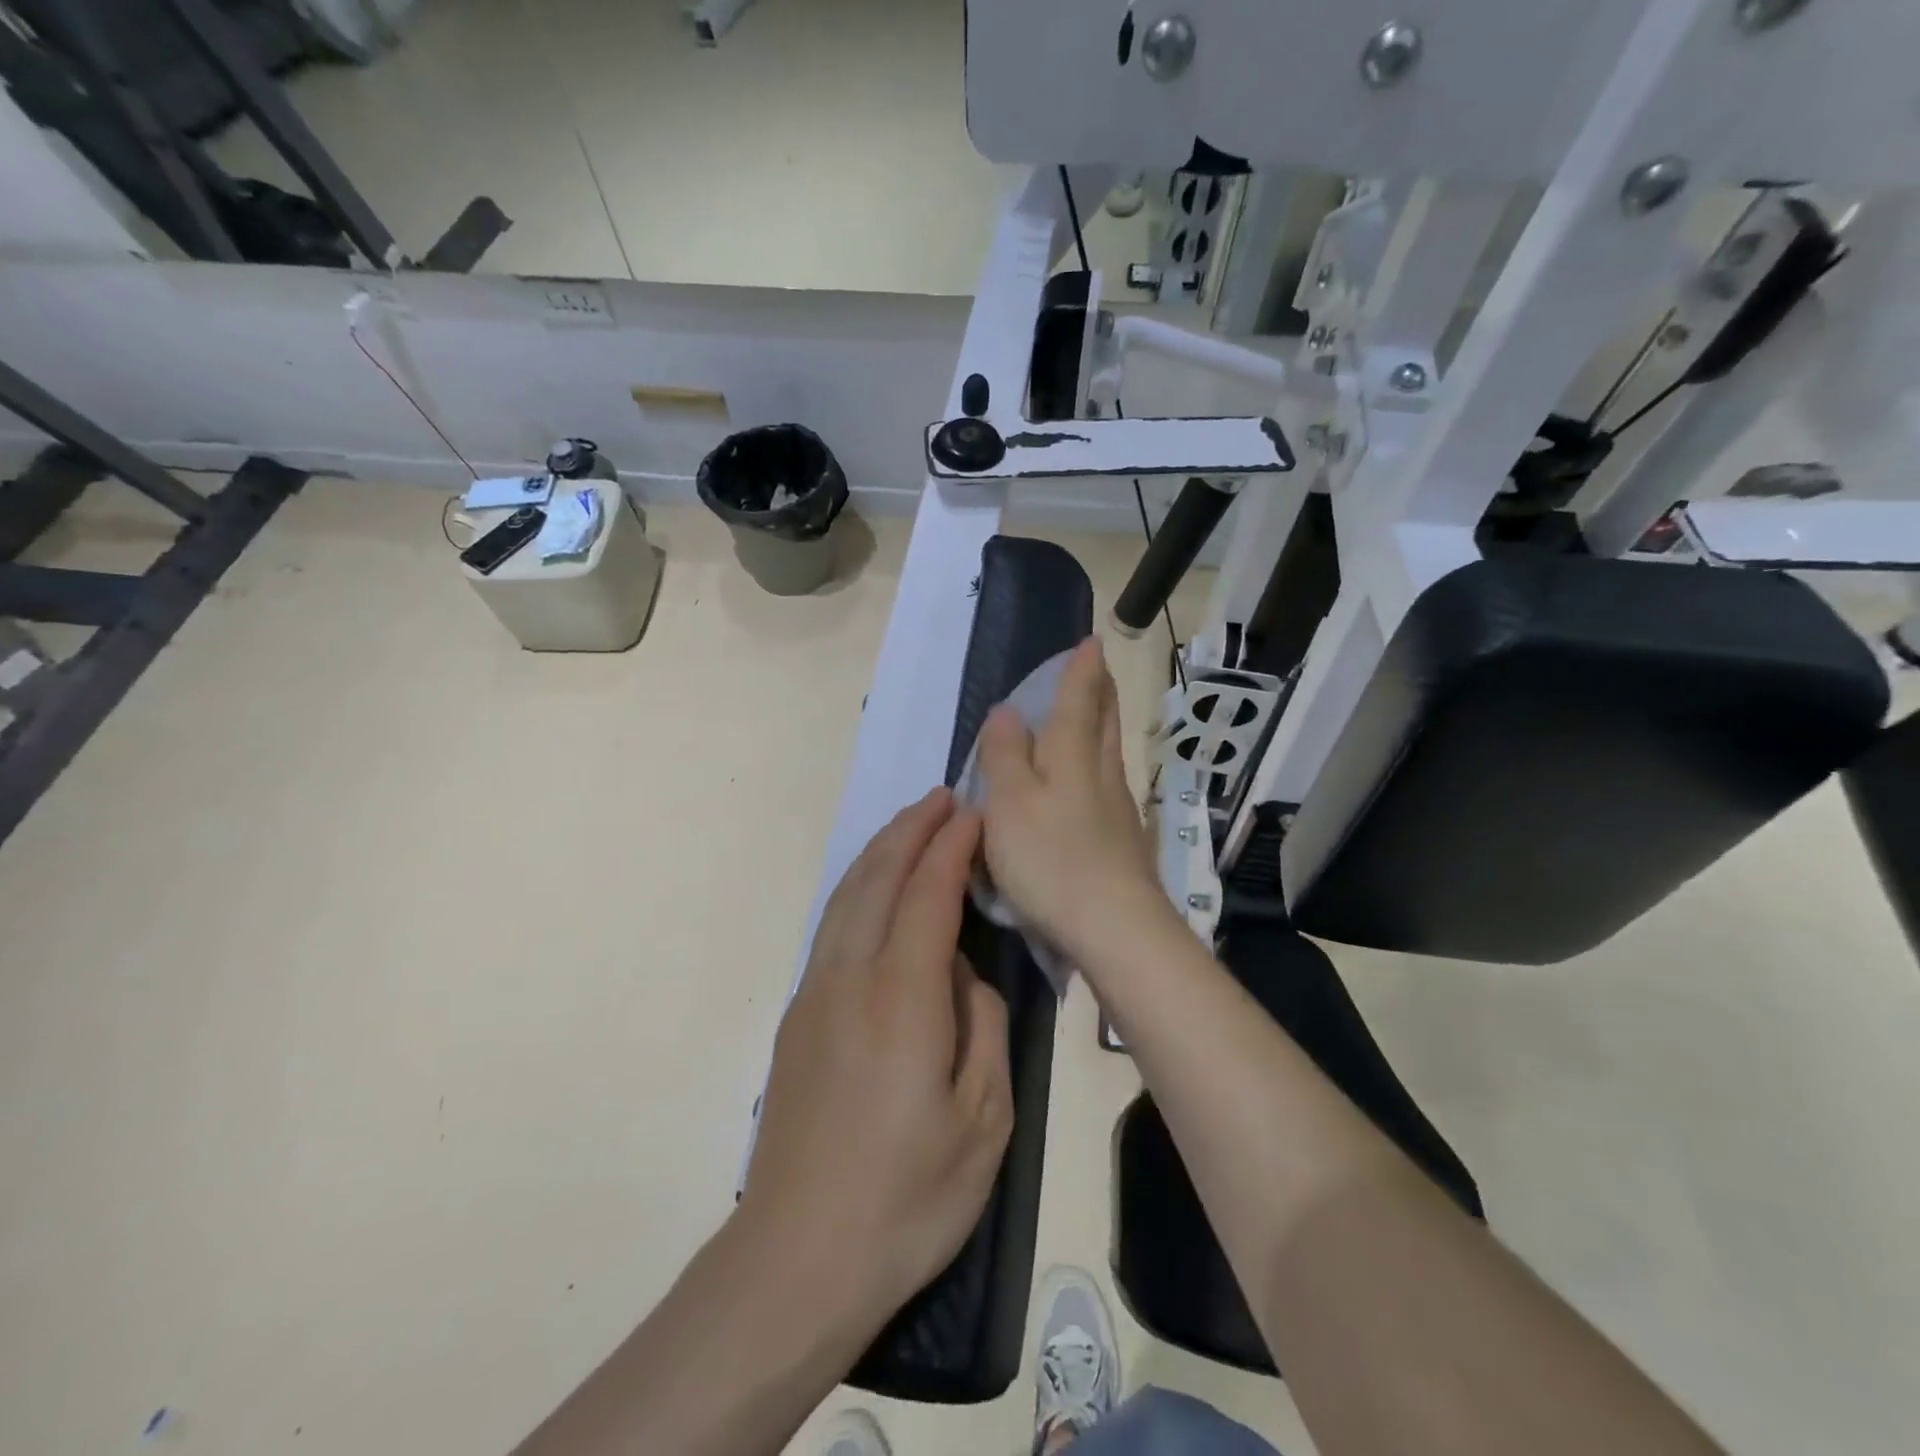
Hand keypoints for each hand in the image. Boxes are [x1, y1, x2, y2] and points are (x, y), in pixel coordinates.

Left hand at [742, 788, 1012, 1331]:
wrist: (798, 1258)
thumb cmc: (907, 1197)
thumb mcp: (984, 1121)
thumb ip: (982, 1026)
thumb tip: (964, 975)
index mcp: (901, 999)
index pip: (927, 895)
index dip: (951, 848)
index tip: (974, 813)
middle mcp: (850, 978)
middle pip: (877, 879)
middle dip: (911, 830)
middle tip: (942, 798)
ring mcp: (815, 994)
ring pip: (846, 897)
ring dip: (880, 852)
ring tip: (911, 825)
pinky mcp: (799, 1017)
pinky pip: (832, 926)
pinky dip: (859, 887)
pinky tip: (875, 890)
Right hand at [977, 636, 1171, 963]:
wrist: (1114, 926)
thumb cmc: (1050, 857)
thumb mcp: (1009, 801)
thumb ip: (1004, 754)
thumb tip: (1007, 711)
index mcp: (1072, 754)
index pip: (1079, 698)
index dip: (1082, 669)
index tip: (1092, 642)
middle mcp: (1101, 771)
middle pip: (1104, 719)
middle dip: (1100, 690)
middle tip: (1098, 668)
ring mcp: (1117, 806)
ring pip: (1110, 750)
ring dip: (1103, 723)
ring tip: (1094, 711)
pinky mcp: (1122, 839)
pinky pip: (1108, 782)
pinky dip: (1099, 763)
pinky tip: (1092, 778)